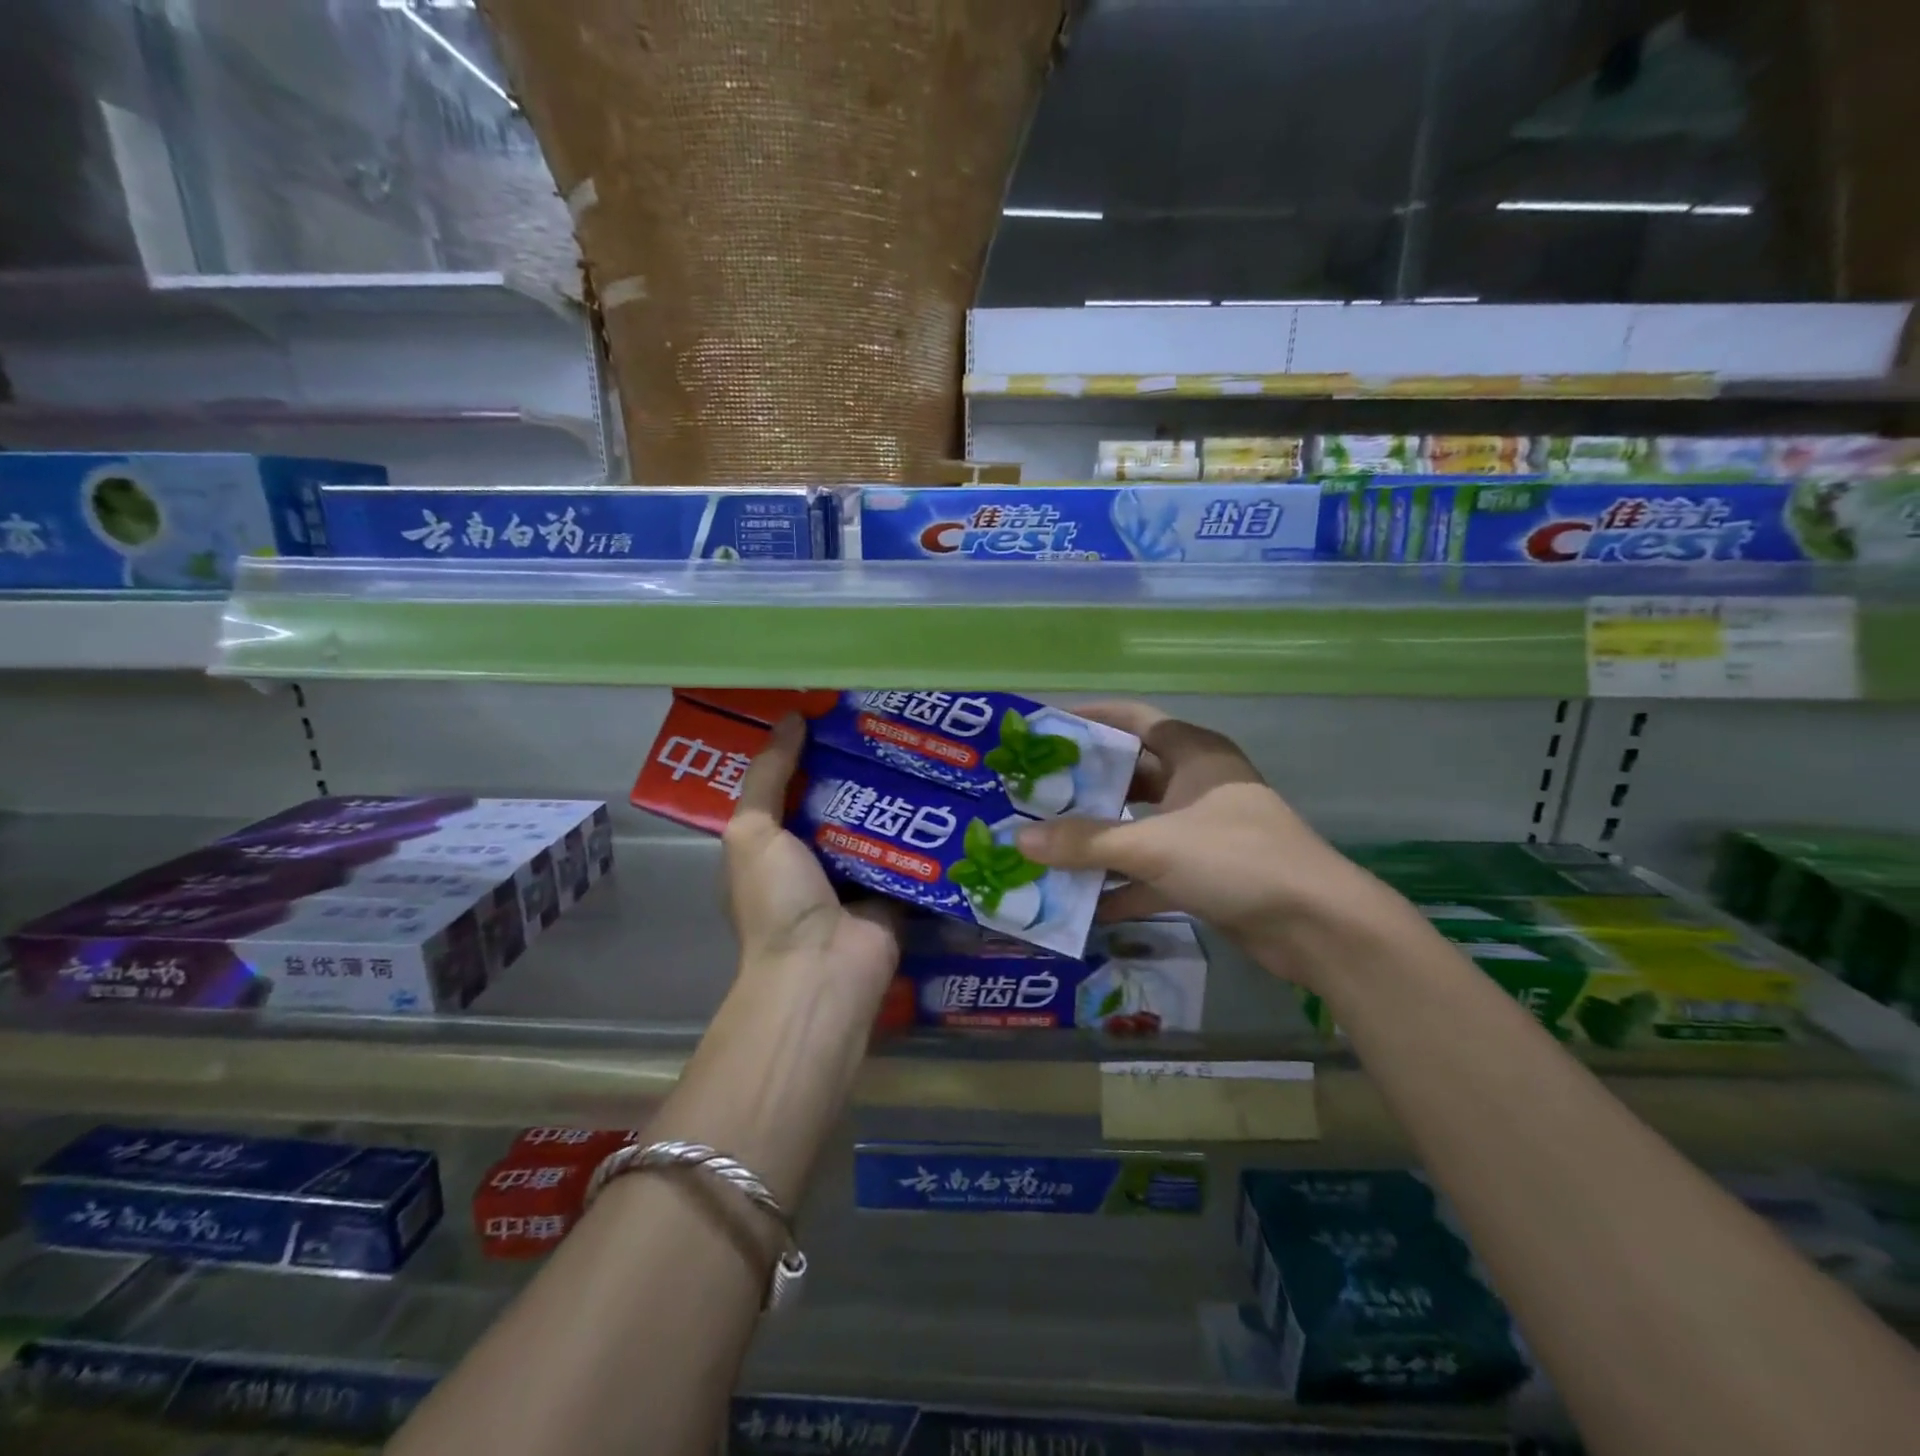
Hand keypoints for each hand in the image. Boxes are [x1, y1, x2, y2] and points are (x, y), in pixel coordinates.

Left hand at [722, 714, 901, 997]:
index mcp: (772, 845)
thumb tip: (792, 718)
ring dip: (894, 791)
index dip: (807, 749)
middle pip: (838, 800)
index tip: (832, 710)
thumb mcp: (752, 833)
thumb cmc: (777, 900)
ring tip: (921, 743)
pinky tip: (945, 787)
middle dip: (858, 765)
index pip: (789, 786)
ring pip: (877, 820)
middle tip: (888, 720)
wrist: (824, 969)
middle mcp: (814, 857)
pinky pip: (909, 849)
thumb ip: (768, 776)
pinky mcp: (895, 887)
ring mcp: (857, 873)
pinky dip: (922, 826)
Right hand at [1014, 702, 1382, 989]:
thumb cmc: (1236, 858)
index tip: (1047, 727)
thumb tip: (1020, 840)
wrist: (1316, 926)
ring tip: (1044, 845)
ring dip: (1098, 840)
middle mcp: (1198, 785)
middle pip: (1131, 775)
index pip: (1135, 720)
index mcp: (1194, 754)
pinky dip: (1120, 884)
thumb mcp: (1154, 845)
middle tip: (1034, 793)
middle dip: (1084, 786)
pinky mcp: (1206, 874)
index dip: (1093, 718)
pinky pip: (1151, 871)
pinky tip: (1080, 902)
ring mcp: (1203, 831)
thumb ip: (1086, 842)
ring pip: (1138, 826)